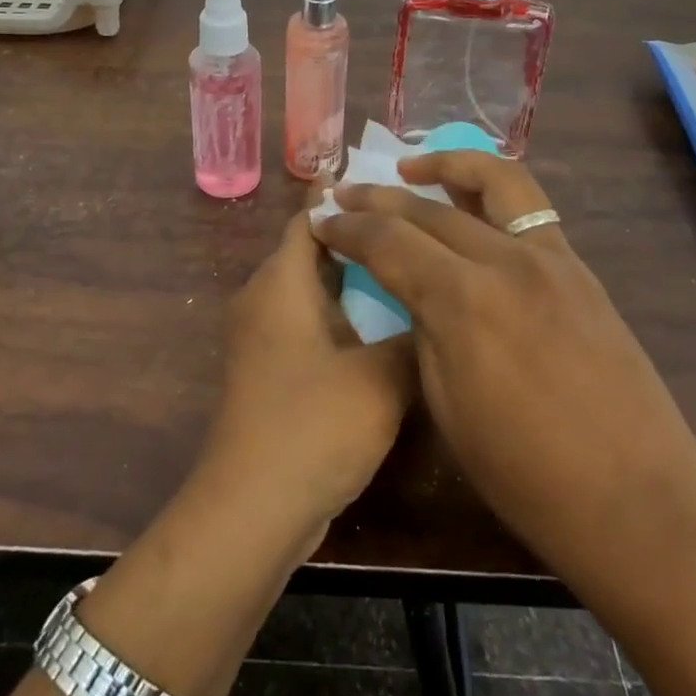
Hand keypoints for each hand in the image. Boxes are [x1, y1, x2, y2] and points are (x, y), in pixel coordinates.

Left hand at [197, 190, 416, 547]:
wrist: (252, 511)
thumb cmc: (313, 426)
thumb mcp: (380, 378)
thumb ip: (416, 336)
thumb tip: (443, 311)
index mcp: (280, 282)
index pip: (312, 216)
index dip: (346, 196)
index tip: (391, 183)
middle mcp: (264, 298)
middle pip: (314, 249)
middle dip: (361, 238)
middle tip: (416, 230)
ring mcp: (264, 337)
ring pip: (314, 289)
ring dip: (355, 280)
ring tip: (411, 271)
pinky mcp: (271, 370)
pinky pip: (310, 323)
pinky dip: (344, 315)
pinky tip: (386, 328)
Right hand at [313, 152, 695, 582]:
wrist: (639, 505)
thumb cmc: (527, 476)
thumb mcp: (447, 406)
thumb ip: (424, 328)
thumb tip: (412, 289)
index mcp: (463, 301)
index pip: (388, 240)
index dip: (347, 229)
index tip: (322, 222)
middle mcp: (507, 260)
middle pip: (430, 207)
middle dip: (379, 197)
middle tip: (345, 194)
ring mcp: (553, 258)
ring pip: (494, 182)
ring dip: (447, 165)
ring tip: (412, 167)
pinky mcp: (581, 269)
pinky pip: (530, 210)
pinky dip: (491, 193)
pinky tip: (472, 208)